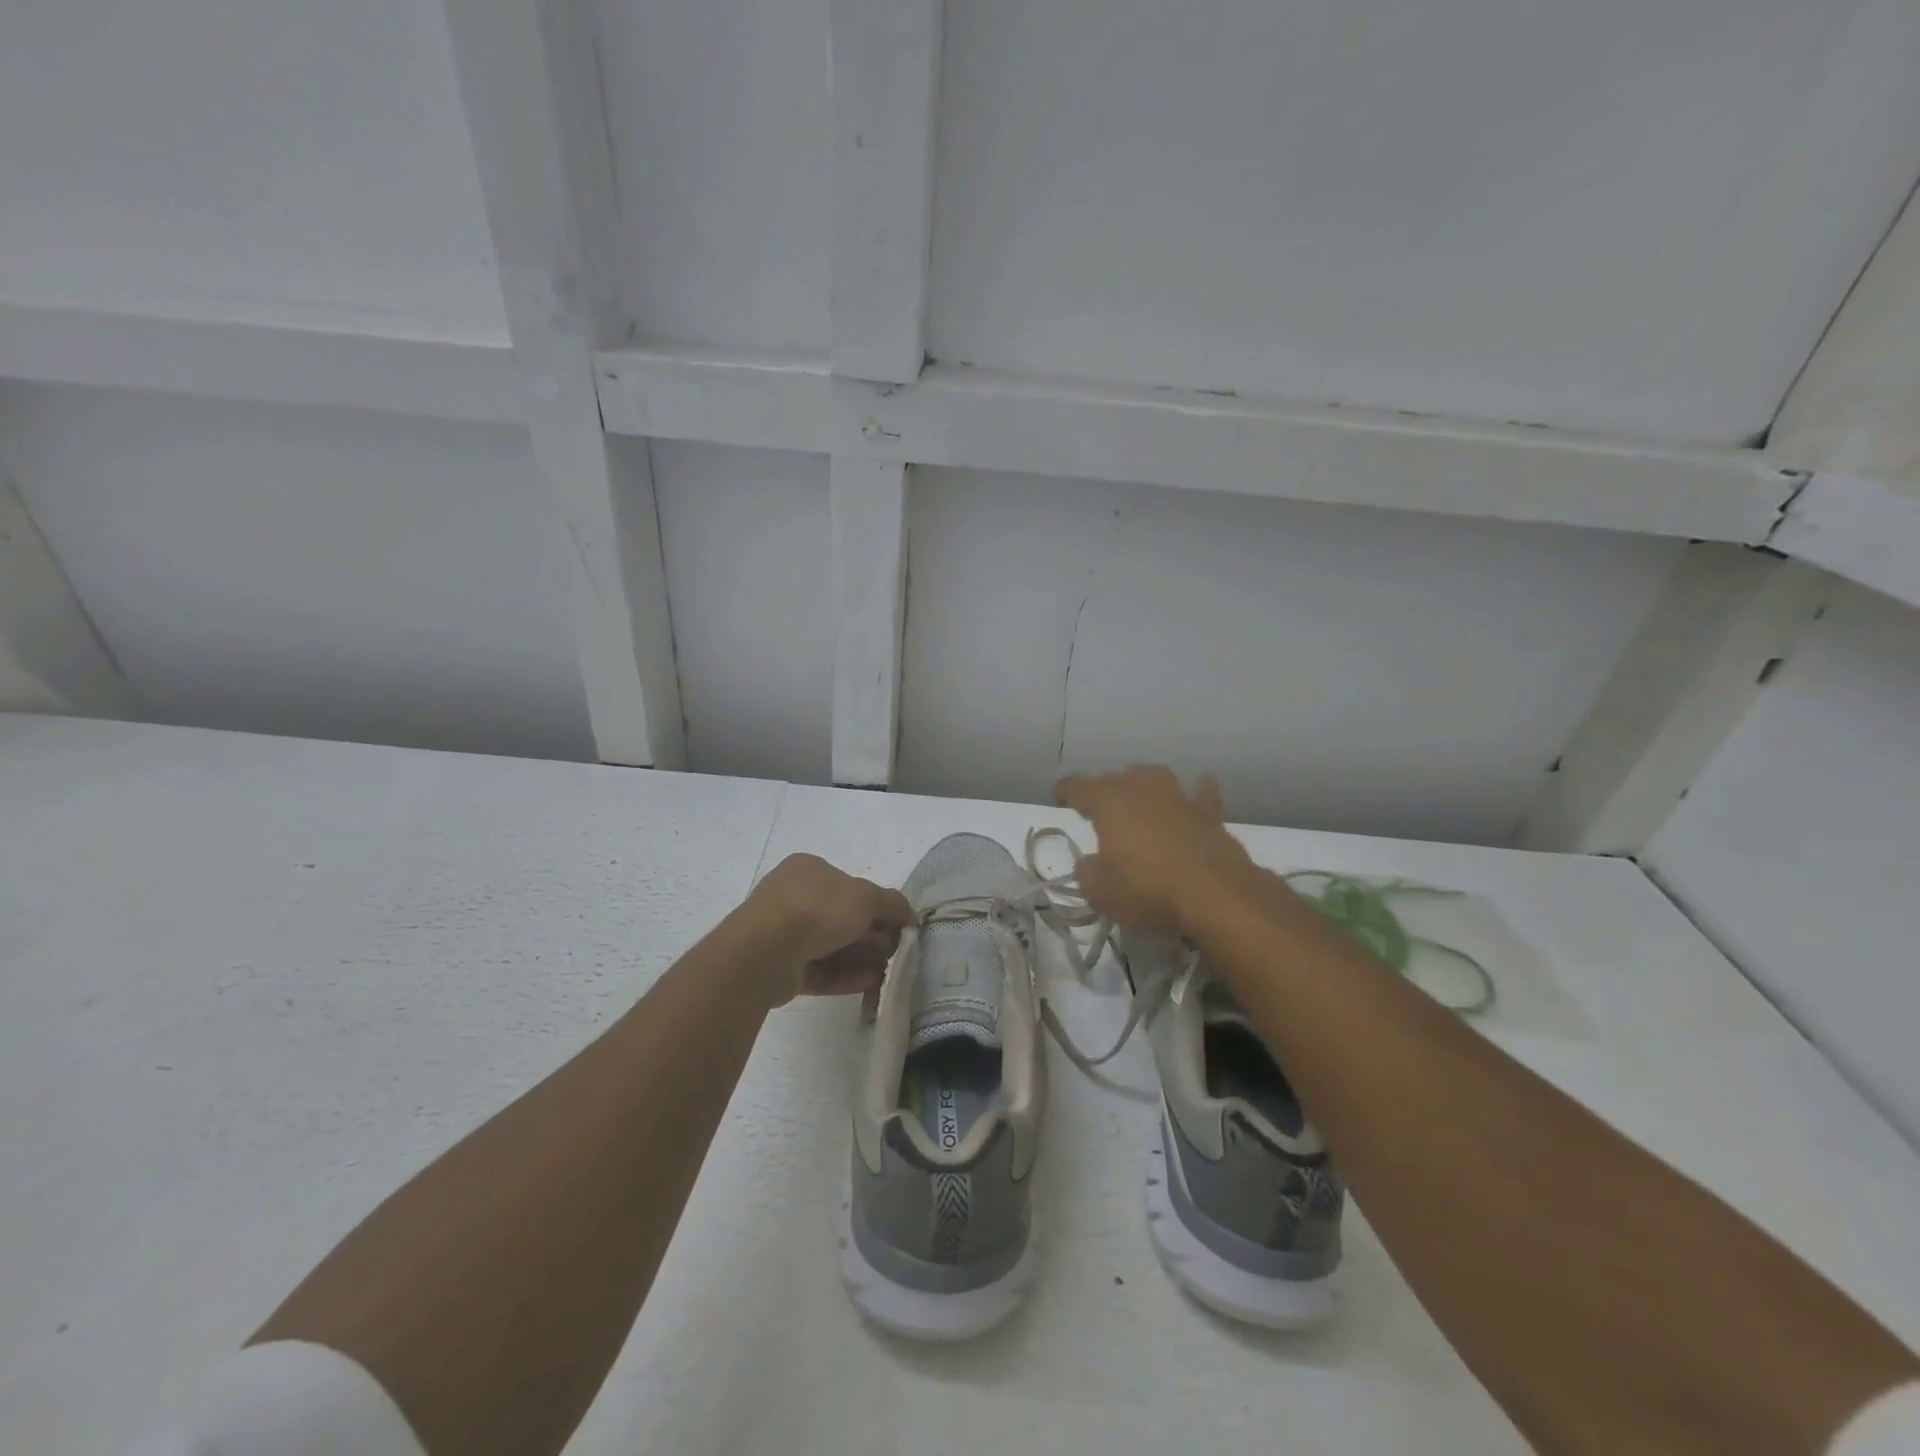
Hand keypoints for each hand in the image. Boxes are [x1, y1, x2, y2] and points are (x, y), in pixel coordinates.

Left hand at [739, 854, 913, 1005]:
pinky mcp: (780, 968)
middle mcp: (793, 897)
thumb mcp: (866, 897)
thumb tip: (910, 913)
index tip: (899, 924)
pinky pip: (819, 970)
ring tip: (886, 972)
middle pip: (841, 918)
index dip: (877, 905)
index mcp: (808, 870)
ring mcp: (783, 933)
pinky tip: (870, 983)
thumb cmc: (817, 909)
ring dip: (861, 958)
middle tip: (895, 951)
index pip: (849, 886)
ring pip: (830, 946)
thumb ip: (892, 903)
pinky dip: (845, 975)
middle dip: (871, 935)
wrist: (765, 950)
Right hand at [1054, 766, 1259, 931]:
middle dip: (1104, 790)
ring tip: (1139, 800)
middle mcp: (1141, 788)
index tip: (1059, 799)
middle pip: (1116, 778)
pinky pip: (1200, 794)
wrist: (1216, 895)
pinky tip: (1195, 793)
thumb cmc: (1148, 890)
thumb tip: (1089, 863)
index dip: (1065, 791)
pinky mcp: (1209, 813)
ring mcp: (1179, 795)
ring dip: (1143, 786)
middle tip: (1099, 810)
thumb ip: (1087, 873)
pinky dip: (1195, 793)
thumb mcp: (1101, 893)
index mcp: (1108, 801)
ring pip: (1154, 778)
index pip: (1077, 786)